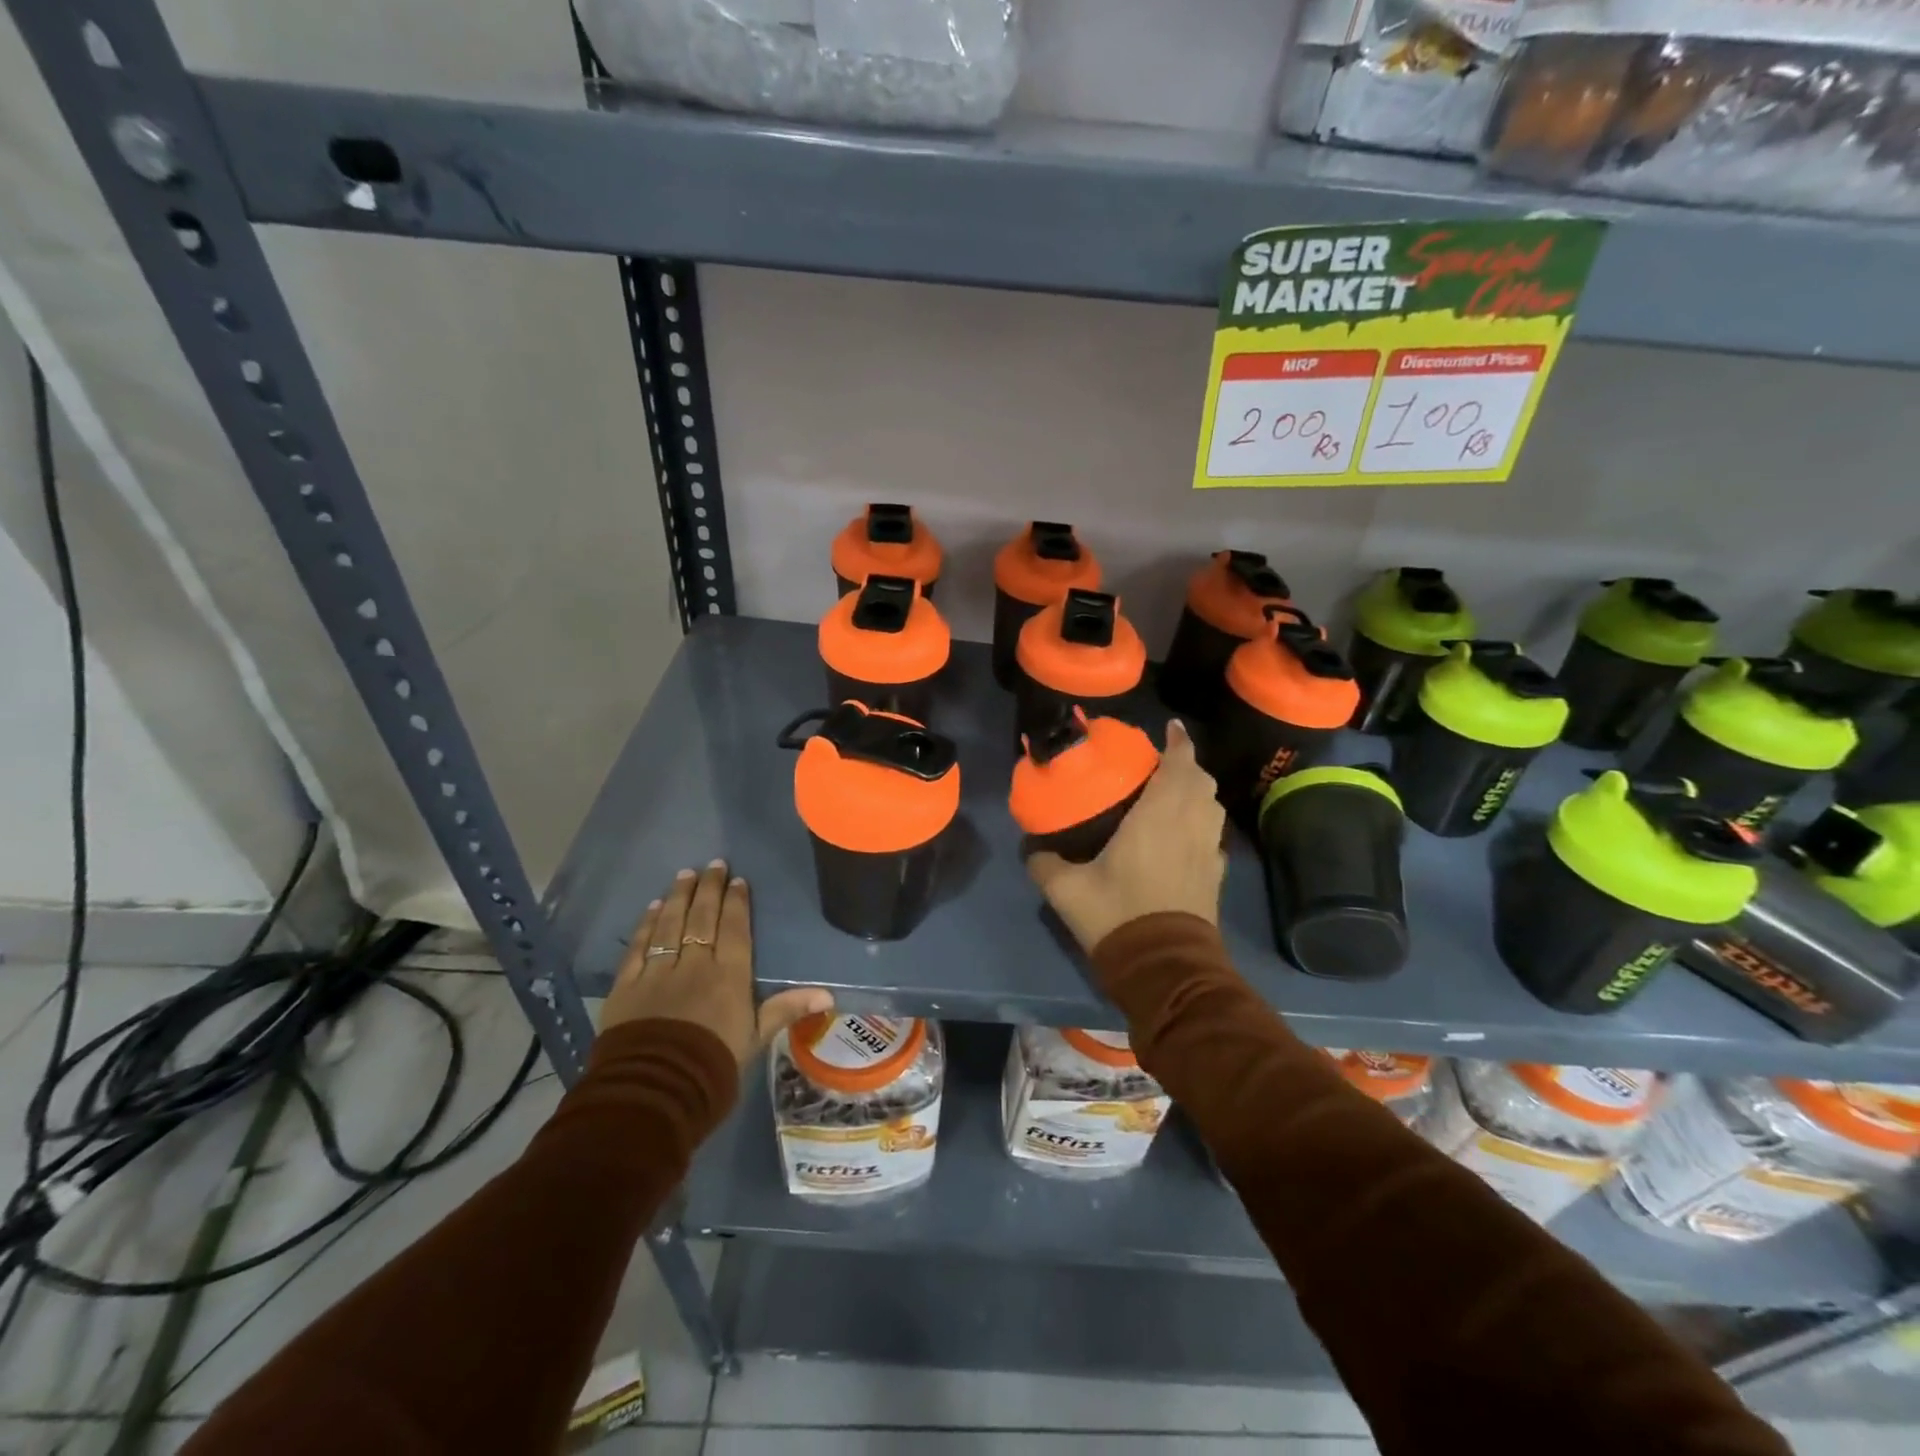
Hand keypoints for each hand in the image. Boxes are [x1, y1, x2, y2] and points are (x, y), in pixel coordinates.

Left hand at [602, 861, 831, 1065]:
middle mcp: (695, 965)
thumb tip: (828, 995)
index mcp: (729, 976)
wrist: (656, 1092)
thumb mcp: (755, 1039)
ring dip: (679, 897)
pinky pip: (639, 947)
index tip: (737, 880)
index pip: (735, 929)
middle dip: (708, 888)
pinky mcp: (627, 986)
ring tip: (684, 875)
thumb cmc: (713, 1066)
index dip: (736, 902)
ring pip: (670, 925)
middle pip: (703, 918)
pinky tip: (654, 908)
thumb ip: (786, 1009)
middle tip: (712, 864)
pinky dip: (647, 925)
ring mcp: (658, 972)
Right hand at [1027, 720, 1226, 953]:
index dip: (1179, 742)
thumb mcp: (1067, 890)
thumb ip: (1044, 863)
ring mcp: (1208, 850)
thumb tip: (1030, 848)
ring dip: (1197, 791)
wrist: (1165, 967)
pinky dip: (1201, 821)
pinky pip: (1213, 834)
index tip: (1171, 727)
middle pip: (1201, 781)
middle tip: (1159, 763)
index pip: (1180, 765)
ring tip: (1172, 792)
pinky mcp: (1215, 875)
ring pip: (1212, 806)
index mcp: (1159, 817)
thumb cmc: (1118, 915)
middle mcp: (1191, 825)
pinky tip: (1181, 834)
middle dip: (1186, 764)